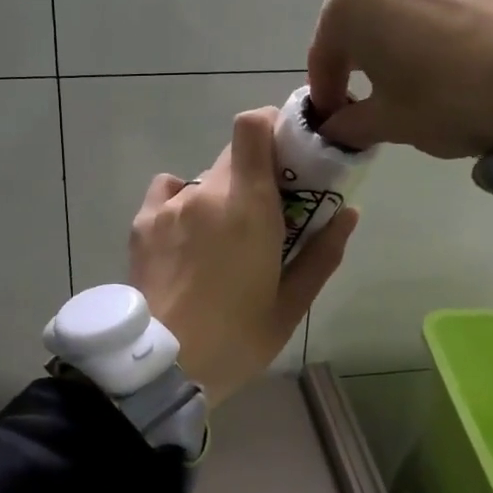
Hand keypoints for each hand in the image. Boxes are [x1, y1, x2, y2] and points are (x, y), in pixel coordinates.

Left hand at [129, 109, 357, 404]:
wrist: (162, 366)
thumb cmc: (236, 337)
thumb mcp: (292, 303)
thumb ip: (323, 252)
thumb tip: (349, 212)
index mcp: (249, 204)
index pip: (253, 126)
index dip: (270, 125)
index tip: (287, 151)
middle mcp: (207, 191)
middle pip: (233, 156)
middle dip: (254, 174)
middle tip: (264, 214)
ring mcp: (170, 205)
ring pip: (203, 181)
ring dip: (219, 198)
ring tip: (220, 244)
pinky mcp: (142, 222)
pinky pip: (168, 192)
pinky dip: (181, 204)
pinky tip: (185, 237)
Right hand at [307, 0, 492, 156]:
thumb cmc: (448, 100)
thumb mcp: (389, 123)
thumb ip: (349, 124)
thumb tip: (335, 126)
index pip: (324, 52)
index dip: (327, 90)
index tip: (335, 119)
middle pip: (365, 17)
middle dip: (366, 53)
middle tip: (380, 91)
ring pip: (411, 0)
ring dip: (409, 30)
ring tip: (433, 68)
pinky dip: (455, 18)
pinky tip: (473, 50)